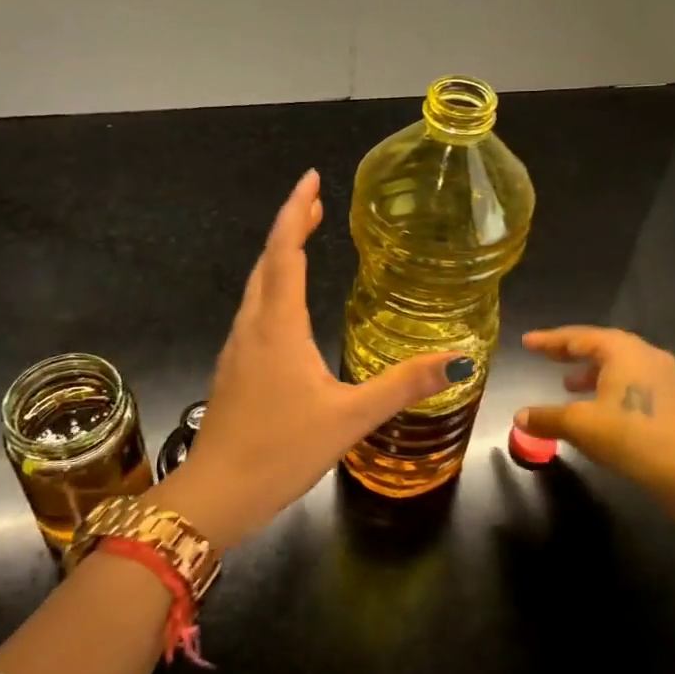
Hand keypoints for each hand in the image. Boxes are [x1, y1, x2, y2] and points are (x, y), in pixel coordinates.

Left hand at [150, 170, 470, 548]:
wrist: (216, 494)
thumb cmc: (280, 450)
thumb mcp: (350, 417)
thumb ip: (403, 385)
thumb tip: (458, 357)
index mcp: (278, 325)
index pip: (285, 251)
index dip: (297, 211)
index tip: (312, 179)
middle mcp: (252, 326)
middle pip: (268, 261)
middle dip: (291, 226)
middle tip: (317, 203)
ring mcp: (237, 348)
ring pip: (256, 285)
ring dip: (279, 255)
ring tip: (305, 239)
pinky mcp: (234, 369)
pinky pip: (254, 310)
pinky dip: (272, 286)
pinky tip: (287, 305)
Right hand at [516, 326, 674, 520]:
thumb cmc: (630, 437)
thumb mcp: (580, 426)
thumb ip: (547, 417)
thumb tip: (520, 417)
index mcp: (623, 350)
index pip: (579, 337)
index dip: (550, 340)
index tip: (527, 342)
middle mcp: (646, 354)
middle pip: (602, 345)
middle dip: (571, 352)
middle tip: (546, 356)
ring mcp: (666, 375)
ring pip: (621, 364)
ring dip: (592, 371)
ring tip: (568, 384)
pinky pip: (635, 380)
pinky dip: (611, 385)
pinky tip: (601, 406)